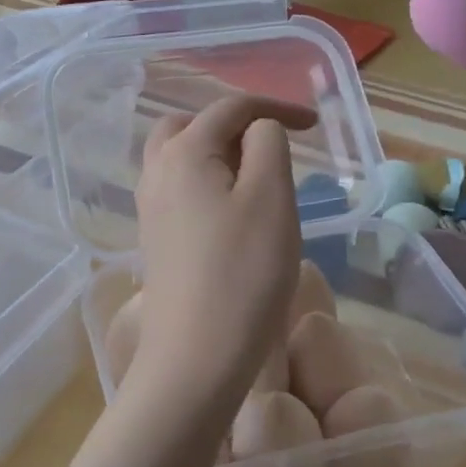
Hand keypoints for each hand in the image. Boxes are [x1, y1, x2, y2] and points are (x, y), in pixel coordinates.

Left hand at [130, 95, 314, 420]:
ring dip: (219, 154)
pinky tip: (233, 213)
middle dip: (235, 125)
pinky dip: (208, 183)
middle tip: (273, 146)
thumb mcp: (271, 198)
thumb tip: (258, 129)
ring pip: (181, 158)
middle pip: (192, 125)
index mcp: (183, 152)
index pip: (231, 108)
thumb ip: (268, 145)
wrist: (194, 359)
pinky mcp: (155, 240)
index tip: (315, 124)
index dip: (275, 107)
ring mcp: (150, 208)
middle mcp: (157, 171)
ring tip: (257, 179)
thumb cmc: (242, 273)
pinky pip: (180, 190)